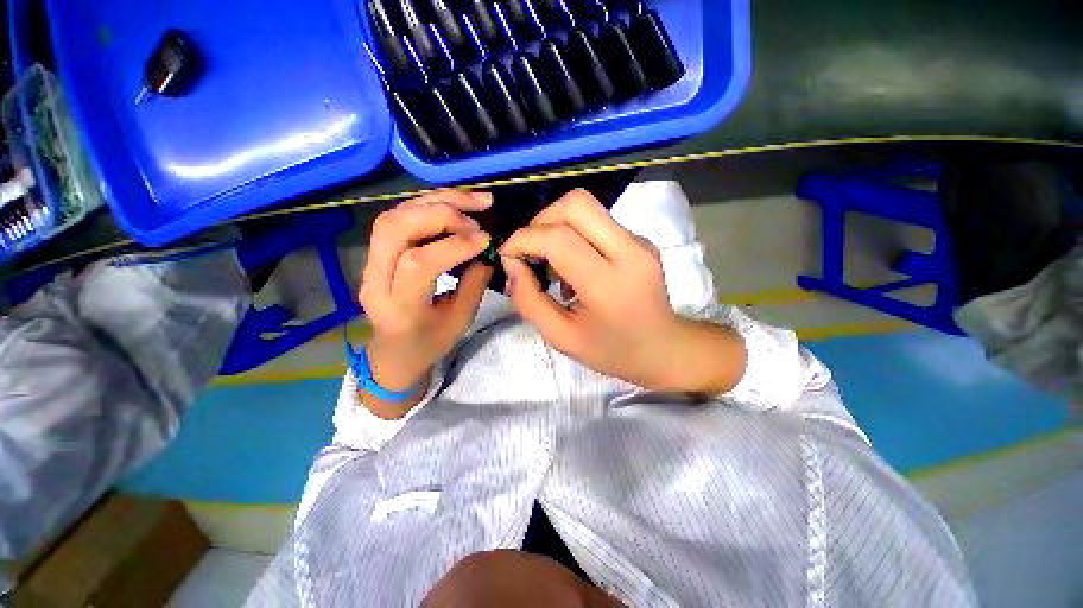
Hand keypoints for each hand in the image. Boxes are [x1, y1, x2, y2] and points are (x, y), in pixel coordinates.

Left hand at [359, 190, 494, 416]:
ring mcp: (370, 262)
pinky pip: (399, 216)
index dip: (455, 245)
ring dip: (437, 202)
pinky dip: (430, 205)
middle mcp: (375, 279)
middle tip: (477, 216)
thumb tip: (487, 252)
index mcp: (399, 307)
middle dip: (442, 213)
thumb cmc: (429, 344)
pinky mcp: (376, 252)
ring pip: (395, 215)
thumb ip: (474, 285)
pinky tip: (456, 204)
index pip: (419, 263)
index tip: (486, 240)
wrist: (393, 352)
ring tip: (474, 201)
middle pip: (396, 228)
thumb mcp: (460, 321)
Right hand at [499, 189, 745, 394]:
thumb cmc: (612, 351)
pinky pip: (597, 221)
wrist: (664, 348)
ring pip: (587, 207)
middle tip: (530, 251)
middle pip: (576, 204)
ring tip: (551, 262)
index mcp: (609, 284)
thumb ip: (528, 301)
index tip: (508, 255)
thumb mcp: (561, 338)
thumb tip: (512, 264)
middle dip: (540, 220)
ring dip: (556, 225)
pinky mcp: (641, 239)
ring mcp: (639, 241)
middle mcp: (630, 252)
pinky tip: (574, 264)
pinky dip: (574, 233)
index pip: (558, 238)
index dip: (523, 239)